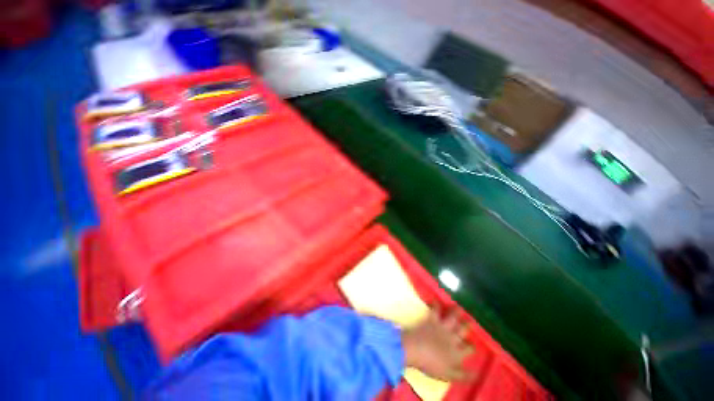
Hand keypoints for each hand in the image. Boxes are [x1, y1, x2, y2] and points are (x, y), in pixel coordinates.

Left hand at [401, 307, 473, 380]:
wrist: (416, 350)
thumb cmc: (431, 365)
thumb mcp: (449, 375)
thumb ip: (463, 375)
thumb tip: (477, 374)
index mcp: (457, 352)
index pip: (469, 349)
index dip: (471, 347)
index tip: (473, 345)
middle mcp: (452, 338)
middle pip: (463, 330)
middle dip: (468, 326)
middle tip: (471, 320)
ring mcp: (442, 327)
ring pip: (452, 318)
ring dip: (456, 312)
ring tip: (459, 306)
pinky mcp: (432, 320)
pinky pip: (435, 310)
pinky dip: (435, 304)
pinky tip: (435, 300)